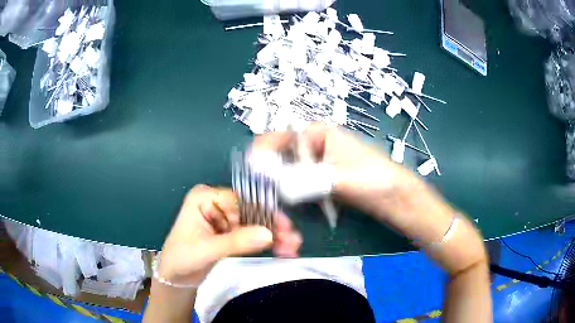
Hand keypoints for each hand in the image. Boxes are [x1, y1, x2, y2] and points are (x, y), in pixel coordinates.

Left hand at [157, 185, 301, 286]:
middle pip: (251, 211)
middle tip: (293, 241)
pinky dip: (266, 242)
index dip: (264, 213)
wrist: (175, 277)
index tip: (285, 227)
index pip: (241, 200)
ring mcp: (224, 218)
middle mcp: (216, 204)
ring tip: (292, 249)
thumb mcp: (207, 249)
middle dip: (273, 227)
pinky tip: (282, 249)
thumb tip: (268, 234)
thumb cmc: (182, 257)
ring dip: (274, 236)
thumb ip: (237, 241)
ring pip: (255, 223)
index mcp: (205, 198)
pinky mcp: (229, 232)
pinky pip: (251, 234)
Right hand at [253, 123, 418, 217]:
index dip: (261, 153)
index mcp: (318, 133)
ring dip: (280, 187)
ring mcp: (317, 163)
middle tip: (261, 195)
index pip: (280, 137)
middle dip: (270, 175)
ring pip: (288, 173)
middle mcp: (314, 144)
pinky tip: (288, 206)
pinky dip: (292, 194)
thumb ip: (304, 179)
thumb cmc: (373, 179)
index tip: (250, 171)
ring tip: (274, 204)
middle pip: (281, 156)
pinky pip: (298, 184)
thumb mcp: (337, 178)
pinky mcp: (321, 179)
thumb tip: (272, 181)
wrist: (394, 197)